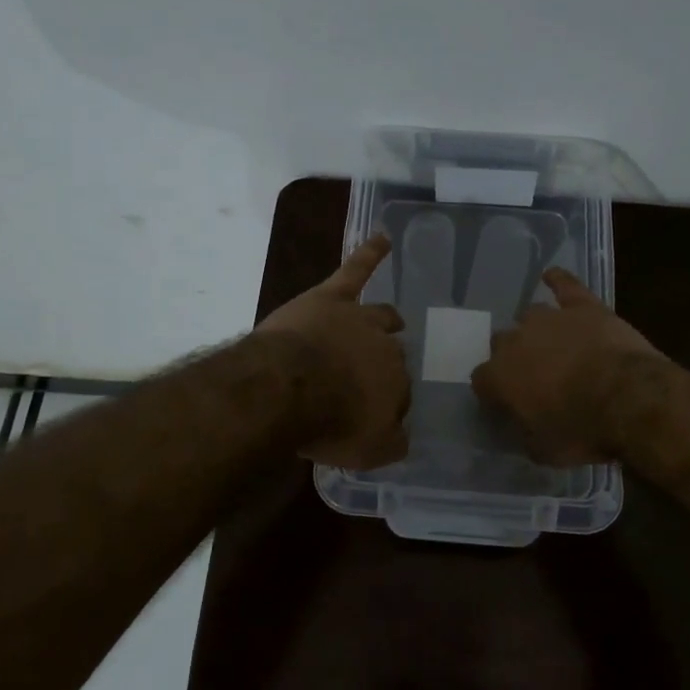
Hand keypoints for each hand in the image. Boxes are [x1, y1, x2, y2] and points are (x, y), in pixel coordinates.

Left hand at [257, 234, 410, 467]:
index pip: (399, 392)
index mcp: (396, 383)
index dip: (386, 403)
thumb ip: (392, 443)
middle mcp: (385, 348)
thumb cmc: (327, 423)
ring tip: (393, 320)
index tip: (371, 414)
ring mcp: (357, 319)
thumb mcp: (367, 451)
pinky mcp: (331, 297)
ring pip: (380, 316)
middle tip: (369, 378)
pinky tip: (383, 237)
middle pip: (390, 354)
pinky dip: (370, 253)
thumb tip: (403, 436)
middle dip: (383, 365)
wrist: (286, 388)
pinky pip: (355, 270)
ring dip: (386, 320)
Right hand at [471, 269, 663, 464]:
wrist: (628, 397)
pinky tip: (551, 276)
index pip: (481, 380)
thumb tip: (522, 428)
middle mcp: (516, 340)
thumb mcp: (544, 450)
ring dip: (536, 329)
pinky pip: (565, 285)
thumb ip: (525, 434)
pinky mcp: (583, 306)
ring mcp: (550, 318)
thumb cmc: (582, 430)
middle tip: (533, 376)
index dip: (492, 392)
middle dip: (513, 358)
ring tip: (551, 343)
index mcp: (499, 376)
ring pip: (531, 315)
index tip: (504, 404)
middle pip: (502, 343)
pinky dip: (558, 281)